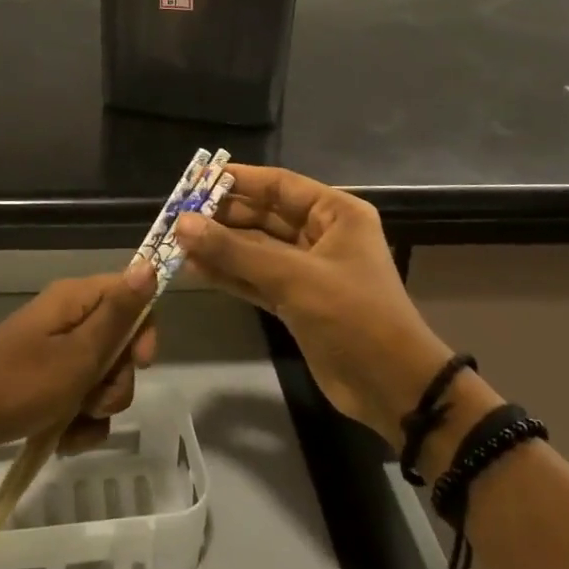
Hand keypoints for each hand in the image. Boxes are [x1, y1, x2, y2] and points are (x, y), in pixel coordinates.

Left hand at [0, 260, 159, 468]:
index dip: (143, 328)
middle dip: (116, 380)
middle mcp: (68, 319)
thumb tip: (150, 265)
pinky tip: (61, 440)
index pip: (131, 294)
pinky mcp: (43, 383)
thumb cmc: (17, 384)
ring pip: (102, 378)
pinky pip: (79, 400)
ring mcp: (54, 353)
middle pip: (120, 343)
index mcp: (76, 300)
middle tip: (92, 398)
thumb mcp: (77, 354)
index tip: (139, 363)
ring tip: (70, 425)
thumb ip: (117, 315)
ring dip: (97, 408)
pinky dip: (77, 423)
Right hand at [174, 165, 479, 450]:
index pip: (279, 185)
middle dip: (222, 216)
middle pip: (264, 216)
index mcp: (335, 214)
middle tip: (177, 216)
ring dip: (220, 247)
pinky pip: (255, 278)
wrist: (392, 388)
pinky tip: (196, 268)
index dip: (238, 180)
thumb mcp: (294, 278)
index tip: (196, 180)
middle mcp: (321, 235)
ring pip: (255, 249)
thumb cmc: (353, 316)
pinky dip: (229, 274)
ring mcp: (307, 270)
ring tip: (176, 241)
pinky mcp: (296, 301)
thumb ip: (236, 251)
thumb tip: (182, 224)